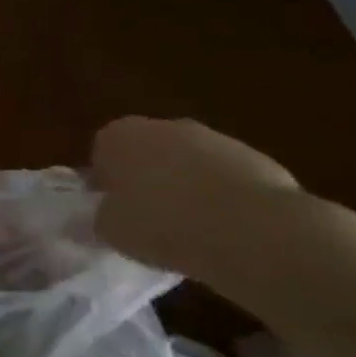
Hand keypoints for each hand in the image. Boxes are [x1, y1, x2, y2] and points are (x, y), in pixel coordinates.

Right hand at [90, 116, 303, 283]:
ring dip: (188, 187)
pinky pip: (226, 178)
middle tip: (152, 220)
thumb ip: (103, 215)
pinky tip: (228, 230)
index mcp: (119, 136)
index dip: (107, 183)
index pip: (102, 153)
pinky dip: (224, 197)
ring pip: (189, 162)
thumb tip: (108, 213)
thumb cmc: (162, 225)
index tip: (116, 211)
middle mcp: (162, 126)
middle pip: (147, 152)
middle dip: (148, 179)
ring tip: (194, 230)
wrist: (249, 229)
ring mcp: (211, 137)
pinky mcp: (253, 156)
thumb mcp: (111, 230)